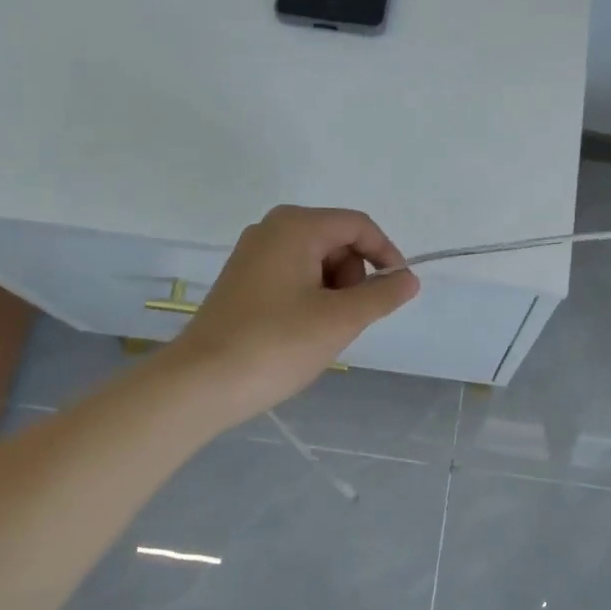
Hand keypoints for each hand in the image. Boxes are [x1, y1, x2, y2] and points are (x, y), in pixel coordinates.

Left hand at [166, 205, 419, 427]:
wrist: (201, 383)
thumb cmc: (277, 344)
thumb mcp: (341, 320)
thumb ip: (382, 295)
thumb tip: (409, 279)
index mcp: (296, 226)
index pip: (359, 226)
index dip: (387, 255)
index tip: (398, 292)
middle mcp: (272, 229)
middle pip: (337, 241)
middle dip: (354, 278)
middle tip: (348, 319)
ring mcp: (253, 255)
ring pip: (317, 262)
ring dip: (334, 293)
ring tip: (322, 331)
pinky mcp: (243, 281)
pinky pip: (294, 277)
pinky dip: (311, 299)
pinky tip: (301, 332)